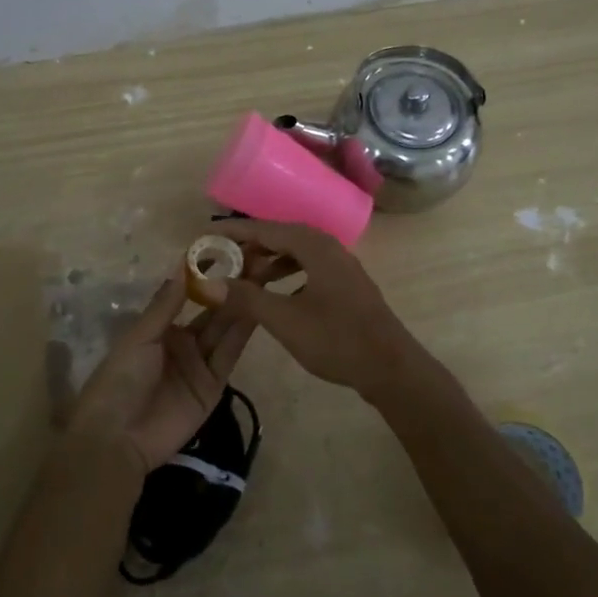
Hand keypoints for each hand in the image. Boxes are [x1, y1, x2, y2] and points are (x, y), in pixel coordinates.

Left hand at [68, 276, 254, 473]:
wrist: (118, 438)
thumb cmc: (120, 379)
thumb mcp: (140, 337)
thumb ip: (166, 305)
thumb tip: (184, 265)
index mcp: (161, 329)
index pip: (188, 297)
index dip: (206, 277)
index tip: (227, 251)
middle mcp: (183, 343)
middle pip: (212, 313)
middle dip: (231, 290)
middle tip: (257, 263)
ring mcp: (199, 365)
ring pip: (225, 331)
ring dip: (241, 308)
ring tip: (263, 280)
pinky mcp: (213, 387)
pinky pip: (229, 357)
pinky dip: (242, 336)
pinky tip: (258, 312)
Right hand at [202, 219, 437, 399]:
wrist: (390, 367)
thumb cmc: (336, 339)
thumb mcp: (284, 320)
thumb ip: (247, 298)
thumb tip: (210, 282)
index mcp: (315, 246)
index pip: (266, 229)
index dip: (234, 232)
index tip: (206, 235)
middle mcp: (329, 247)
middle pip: (282, 236)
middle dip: (250, 246)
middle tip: (221, 259)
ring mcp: (341, 266)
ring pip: (296, 253)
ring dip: (268, 261)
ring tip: (243, 277)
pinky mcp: (346, 285)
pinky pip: (308, 267)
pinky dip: (286, 273)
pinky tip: (275, 292)